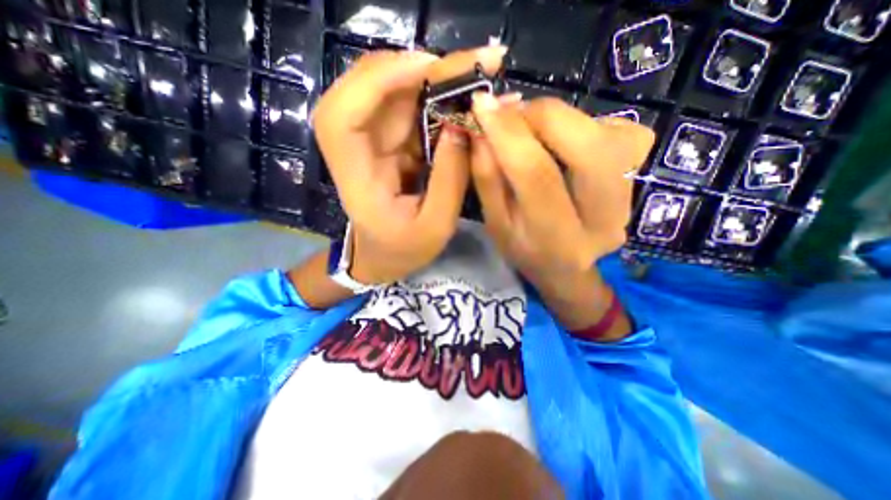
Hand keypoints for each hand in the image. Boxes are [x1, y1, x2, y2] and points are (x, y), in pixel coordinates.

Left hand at [312, 48, 507, 285]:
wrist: (383, 256)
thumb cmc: (404, 250)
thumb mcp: (435, 227)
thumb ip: (450, 181)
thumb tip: (465, 127)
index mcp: (356, 178)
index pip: (343, 116)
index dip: (377, 82)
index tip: (426, 67)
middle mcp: (356, 149)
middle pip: (375, 91)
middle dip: (426, 70)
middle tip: (479, 63)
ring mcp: (372, 141)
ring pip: (396, 93)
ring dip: (437, 80)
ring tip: (480, 74)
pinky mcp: (388, 142)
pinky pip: (411, 109)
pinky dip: (439, 98)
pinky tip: (466, 96)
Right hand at [468, 95, 652, 286]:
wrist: (567, 267)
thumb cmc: (525, 250)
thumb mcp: (496, 223)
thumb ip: (488, 179)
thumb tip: (481, 130)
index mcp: (559, 240)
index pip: (538, 176)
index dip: (509, 134)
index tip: (482, 104)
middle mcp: (605, 218)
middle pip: (587, 147)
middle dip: (540, 116)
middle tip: (509, 115)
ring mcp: (631, 194)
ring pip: (605, 133)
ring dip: (559, 120)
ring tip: (532, 132)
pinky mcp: (640, 173)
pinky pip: (618, 130)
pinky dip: (582, 124)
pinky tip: (563, 143)